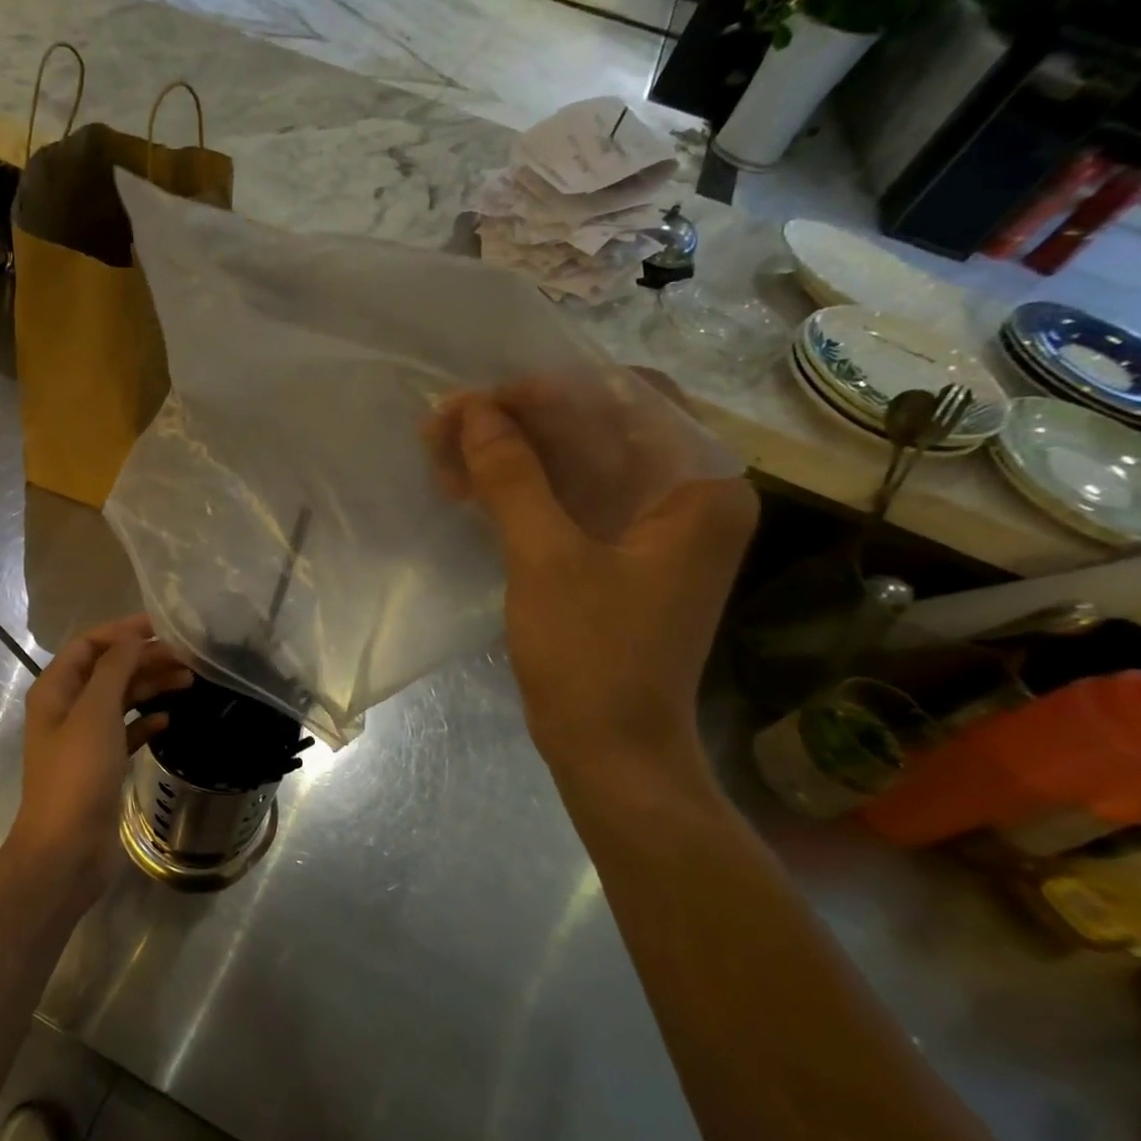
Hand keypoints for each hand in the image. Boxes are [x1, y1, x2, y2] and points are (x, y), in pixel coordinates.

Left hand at [12, 614, 192, 902]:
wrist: (66, 850)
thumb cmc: (78, 773)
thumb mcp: (95, 712)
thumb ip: (115, 668)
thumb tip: (132, 636)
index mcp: (55, 689)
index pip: (90, 644)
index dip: (123, 631)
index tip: (162, 627)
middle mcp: (67, 708)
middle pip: (109, 670)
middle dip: (144, 659)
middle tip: (187, 658)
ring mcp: (83, 738)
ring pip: (121, 700)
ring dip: (151, 687)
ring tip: (189, 682)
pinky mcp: (100, 765)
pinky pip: (126, 731)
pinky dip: (146, 721)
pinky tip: (169, 720)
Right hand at [424, 381, 757, 769]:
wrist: (611, 751)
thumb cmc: (592, 657)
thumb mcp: (546, 559)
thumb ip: (512, 477)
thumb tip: (473, 411)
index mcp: (699, 486)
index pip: (632, 398)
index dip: (554, 389)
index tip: (485, 400)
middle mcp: (685, 495)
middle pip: (598, 427)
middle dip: (519, 422)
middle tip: (446, 423)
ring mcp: (650, 526)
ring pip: (574, 462)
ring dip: (509, 454)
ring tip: (442, 454)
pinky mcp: (617, 553)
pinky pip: (567, 499)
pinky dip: (518, 489)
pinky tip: (467, 488)